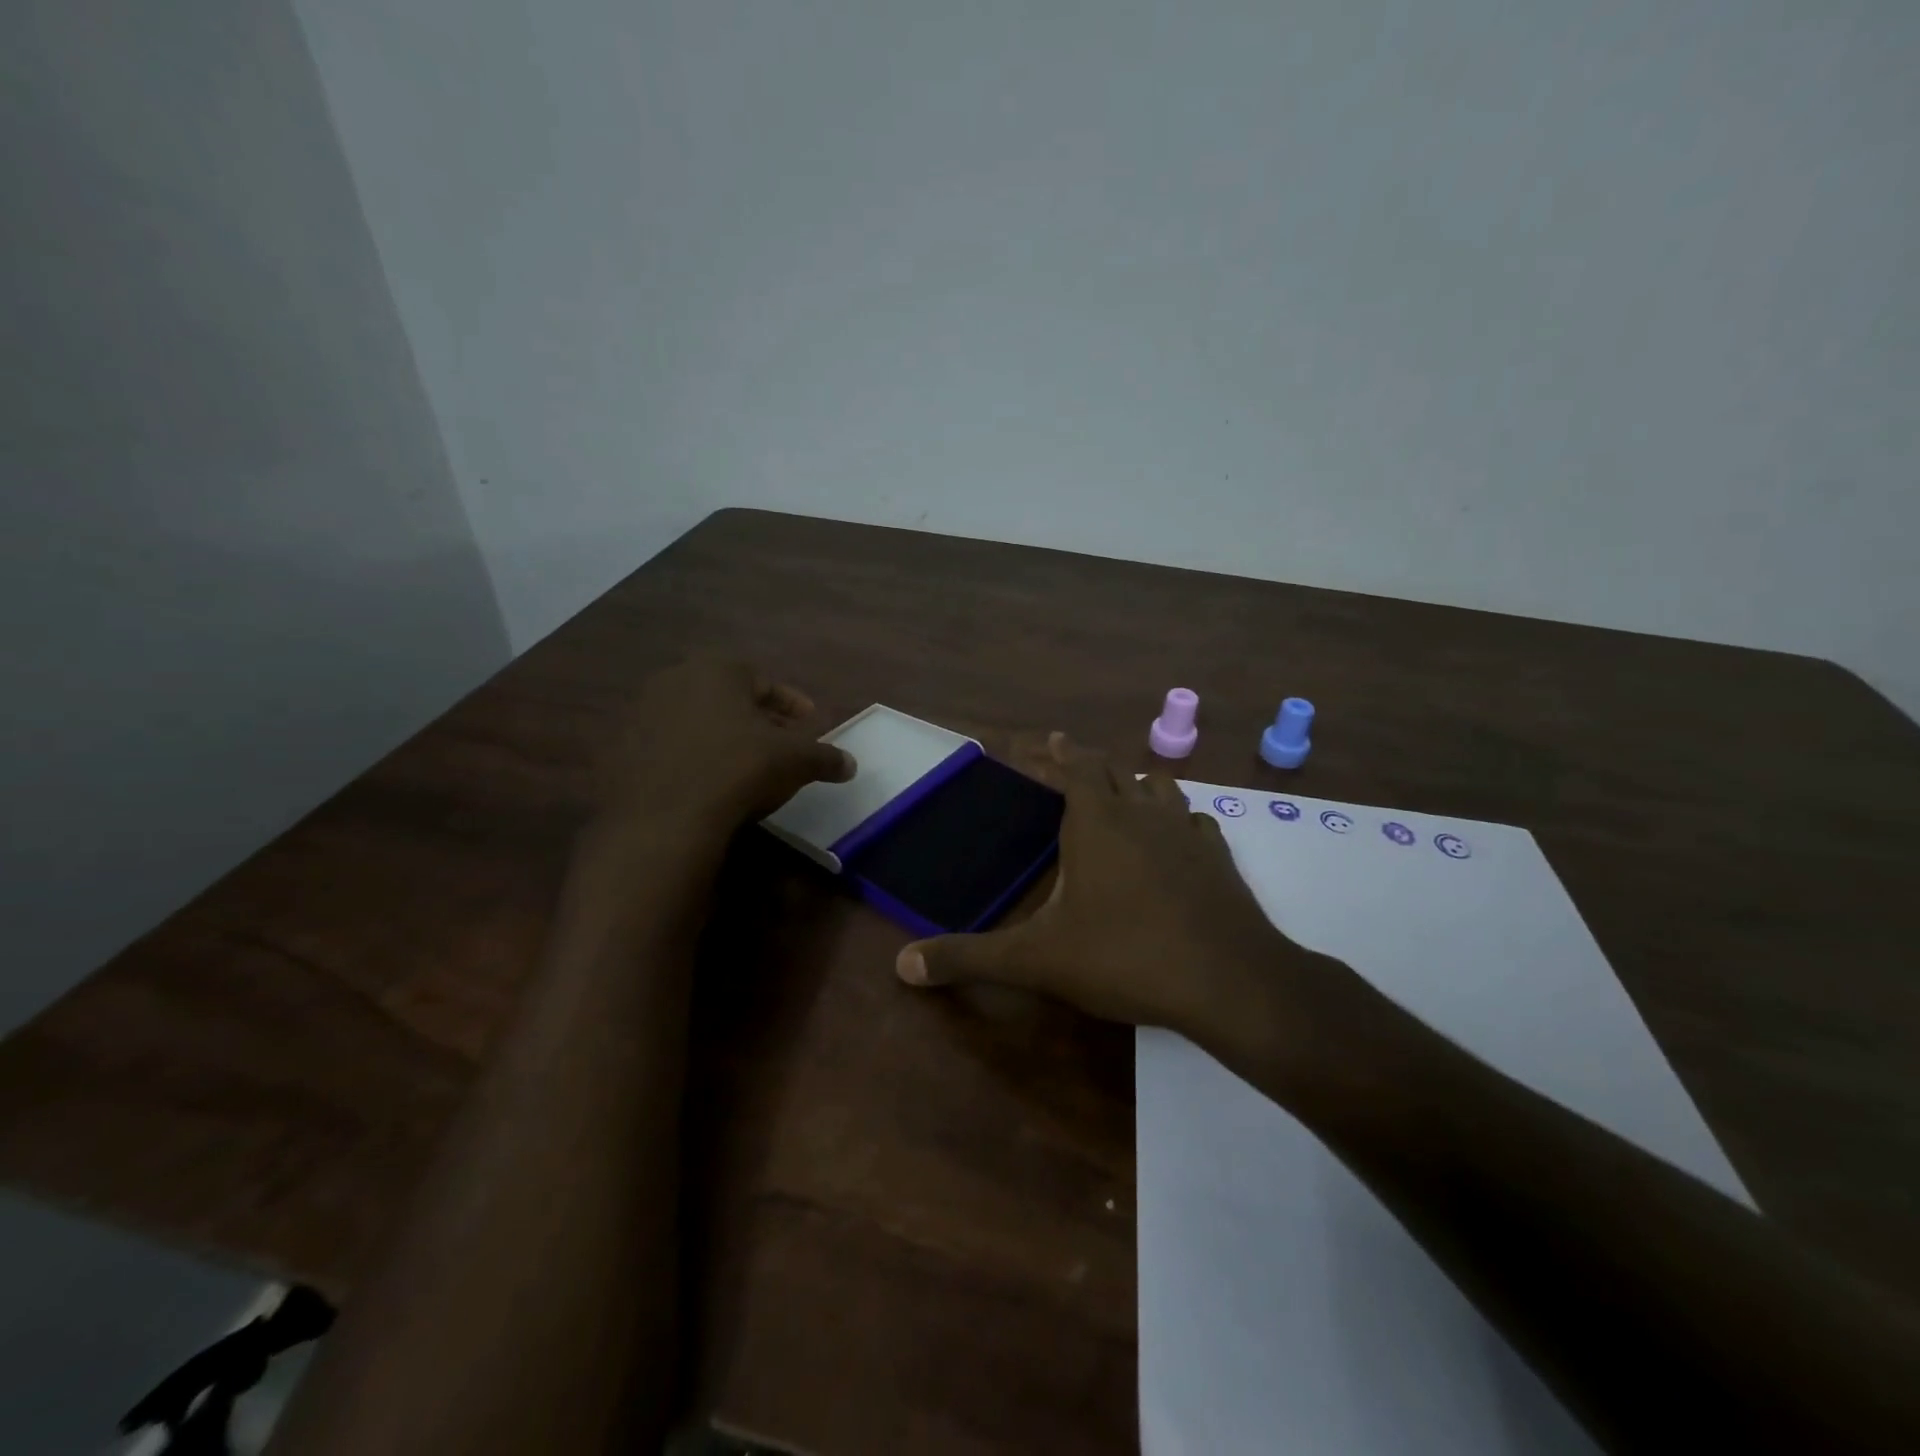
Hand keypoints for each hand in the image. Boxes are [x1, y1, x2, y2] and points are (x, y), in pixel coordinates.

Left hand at [598, 658, 853, 834]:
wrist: (664, 819)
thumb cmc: (739, 770)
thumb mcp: (795, 761)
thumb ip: (825, 757)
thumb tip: (851, 765)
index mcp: (718, 669)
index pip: (765, 681)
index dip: (792, 704)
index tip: (808, 724)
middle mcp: (674, 680)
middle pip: (728, 699)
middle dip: (756, 720)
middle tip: (779, 745)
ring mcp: (640, 714)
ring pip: (695, 722)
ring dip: (721, 739)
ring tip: (743, 767)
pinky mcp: (619, 751)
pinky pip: (667, 749)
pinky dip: (690, 760)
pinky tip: (706, 785)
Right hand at [893, 733, 1314, 1042]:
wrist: (1229, 981)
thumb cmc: (1125, 957)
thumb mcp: (1037, 960)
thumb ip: (970, 958)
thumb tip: (903, 966)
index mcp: (1096, 821)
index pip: (1071, 766)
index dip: (1050, 752)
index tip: (1037, 741)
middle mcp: (1141, 813)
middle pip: (1112, 768)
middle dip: (1083, 761)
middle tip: (1063, 758)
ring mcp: (1186, 832)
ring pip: (1158, 786)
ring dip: (1133, 782)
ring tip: (1118, 791)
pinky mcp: (1219, 857)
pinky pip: (1195, 821)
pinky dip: (1176, 819)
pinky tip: (1174, 838)